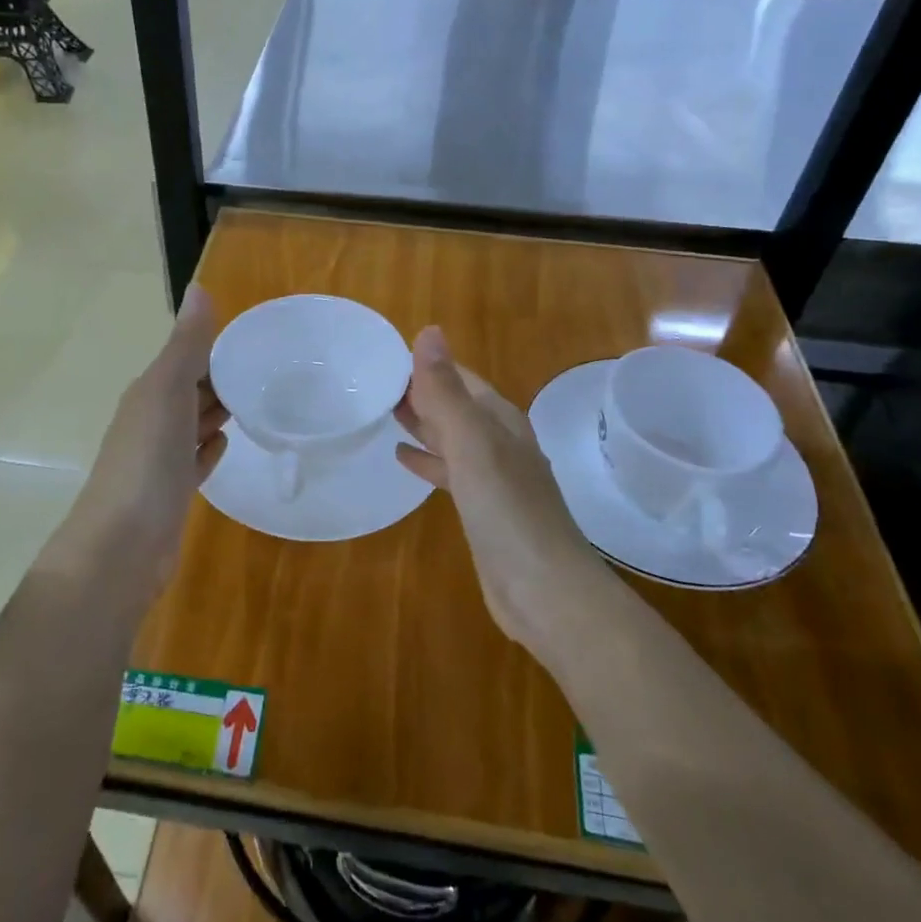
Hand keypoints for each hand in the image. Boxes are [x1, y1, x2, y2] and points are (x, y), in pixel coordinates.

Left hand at [66, 286, 228, 593]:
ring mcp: (159, 460)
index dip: (215, 348)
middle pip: (190, 391)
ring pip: (192, 425)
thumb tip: (199, 287)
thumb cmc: (147, 459)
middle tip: (268, 371)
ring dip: (216, 412)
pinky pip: (194, 462)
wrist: (122, 545)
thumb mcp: (168, 390)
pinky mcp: (171, 493)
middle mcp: (151, 421)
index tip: (256, 341)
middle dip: (220, 378)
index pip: (186, 360)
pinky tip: (226, 445)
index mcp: (149, 393)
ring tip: (257, 402)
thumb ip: (186, 344)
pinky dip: (209, 450)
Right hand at [394, 327, 598, 650]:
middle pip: (456, 405)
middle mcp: (499, 442)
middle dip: (422, 392)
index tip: (385, 357)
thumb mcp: (472, 443)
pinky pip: (450, 472)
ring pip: (452, 438)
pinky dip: (427, 460)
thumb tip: (428, 331)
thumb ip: (447, 391)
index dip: (427, 365)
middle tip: (376, 384)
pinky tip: (402, 459)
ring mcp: (493, 477)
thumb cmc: (507, 509)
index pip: (460, 378)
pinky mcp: (483, 509)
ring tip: (385, 413)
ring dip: (423, 423)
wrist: (544, 590)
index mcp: (499, 420)